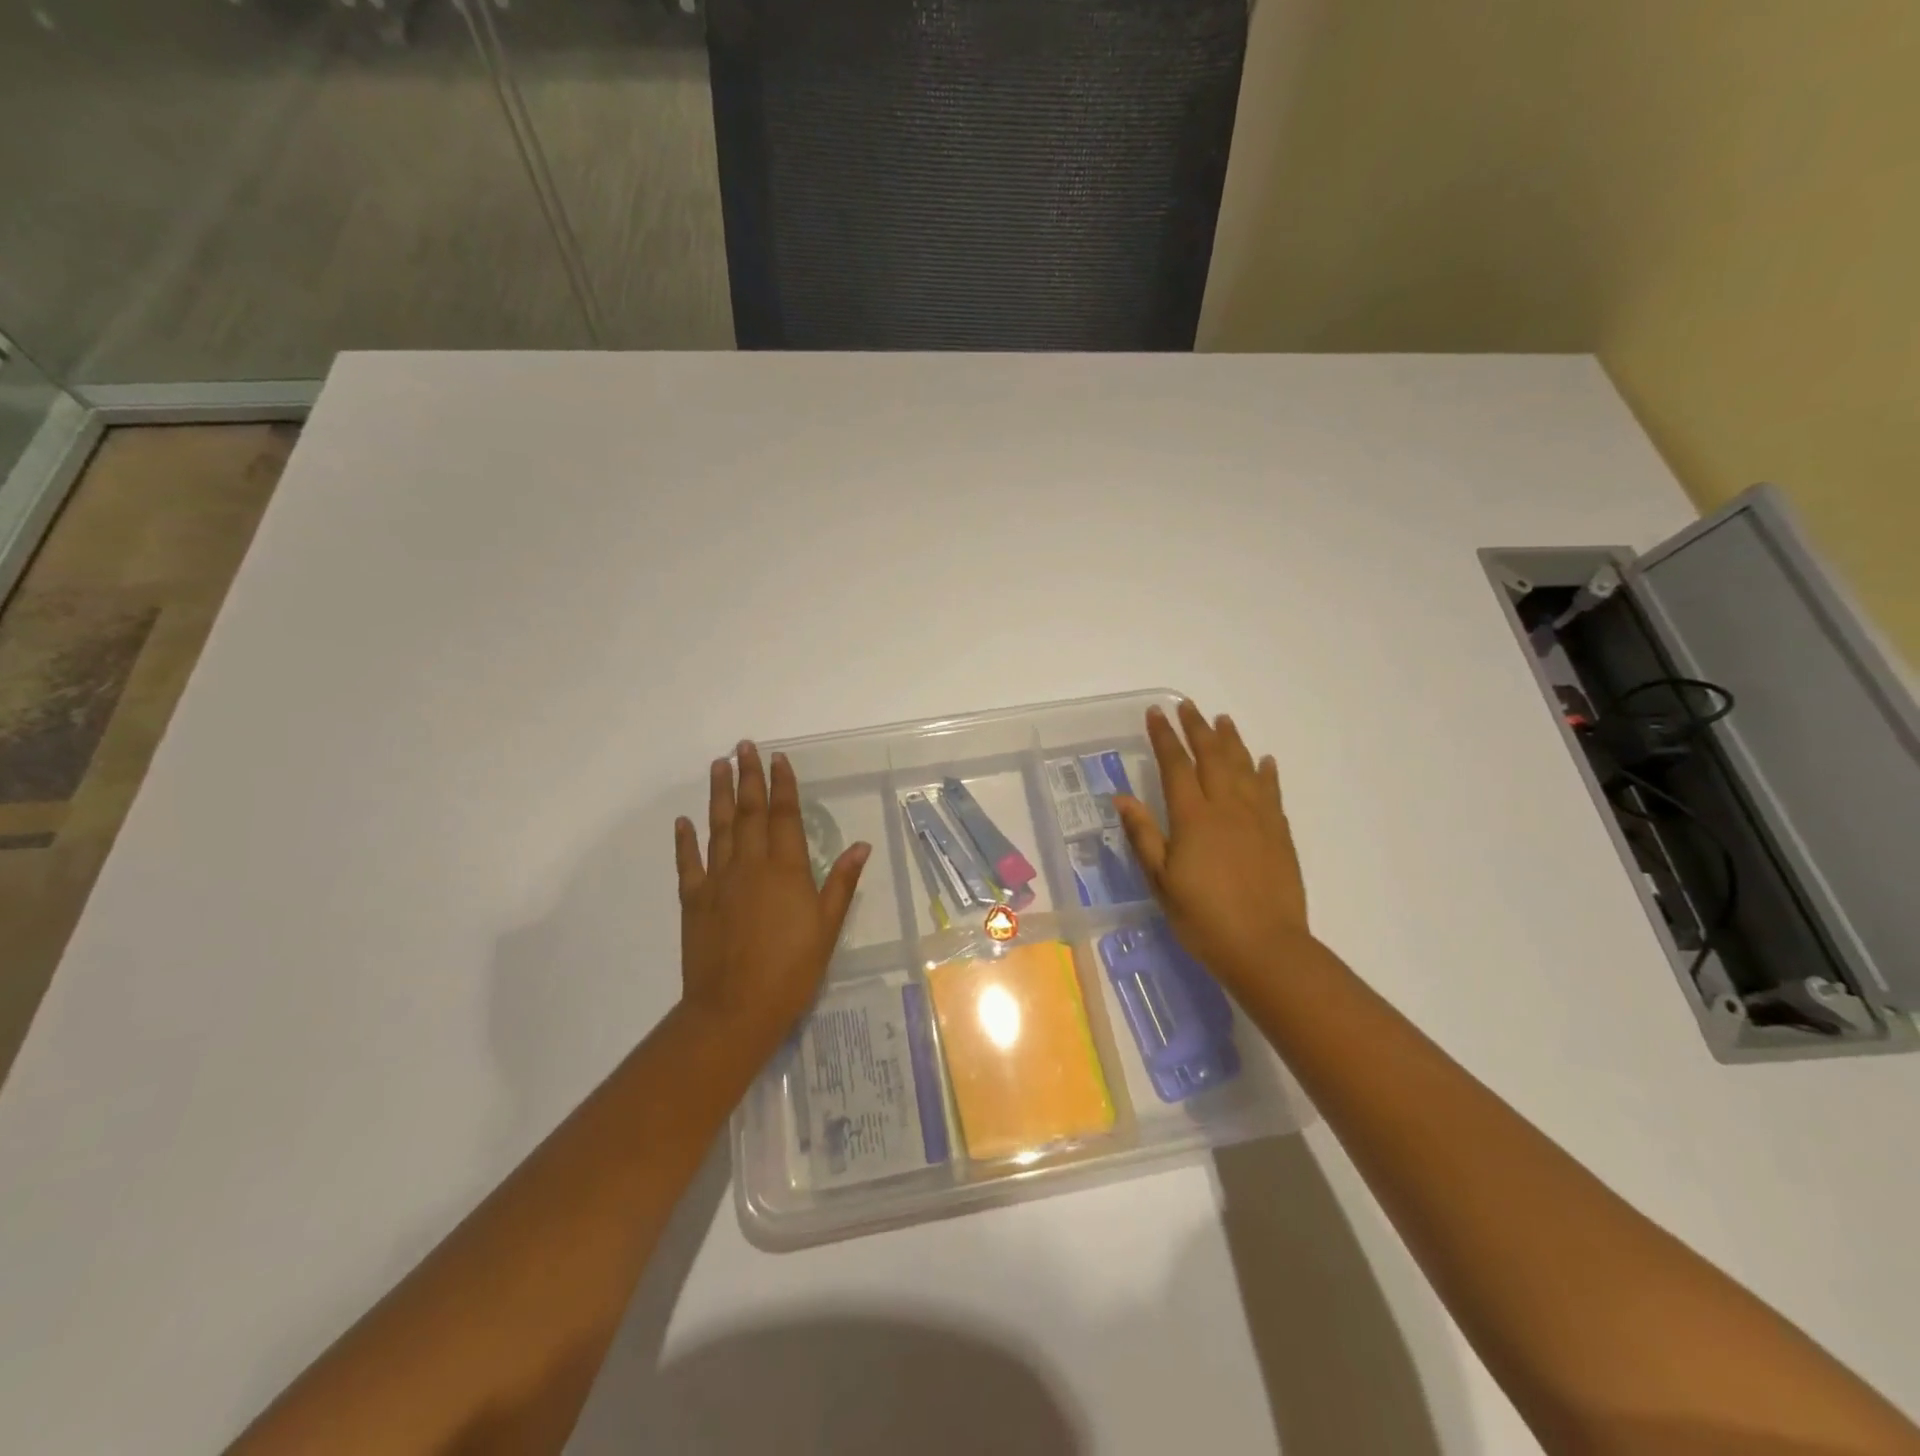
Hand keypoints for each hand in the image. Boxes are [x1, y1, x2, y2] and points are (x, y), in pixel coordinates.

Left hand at [675, 742, 870, 1049]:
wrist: (735, 1009)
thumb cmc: (791, 970)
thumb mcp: (827, 927)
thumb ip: (841, 883)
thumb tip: (861, 846)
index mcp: (785, 869)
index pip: (784, 815)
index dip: (782, 785)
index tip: (777, 758)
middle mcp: (749, 865)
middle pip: (749, 812)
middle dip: (748, 777)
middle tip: (743, 747)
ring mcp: (717, 880)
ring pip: (718, 827)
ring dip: (719, 795)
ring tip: (718, 766)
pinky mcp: (693, 900)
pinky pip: (688, 862)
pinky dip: (686, 840)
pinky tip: (684, 821)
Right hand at [1112, 701, 1311, 993]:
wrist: (1266, 947)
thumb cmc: (1203, 918)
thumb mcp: (1161, 881)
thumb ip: (1143, 835)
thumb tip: (1122, 797)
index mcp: (1193, 817)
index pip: (1176, 765)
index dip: (1165, 737)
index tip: (1156, 713)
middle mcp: (1226, 807)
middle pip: (1212, 756)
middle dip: (1197, 728)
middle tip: (1188, 707)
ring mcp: (1258, 818)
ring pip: (1244, 767)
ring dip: (1232, 741)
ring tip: (1223, 720)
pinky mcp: (1279, 833)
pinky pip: (1271, 792)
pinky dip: (1266, 772)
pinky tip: (1264, 761)